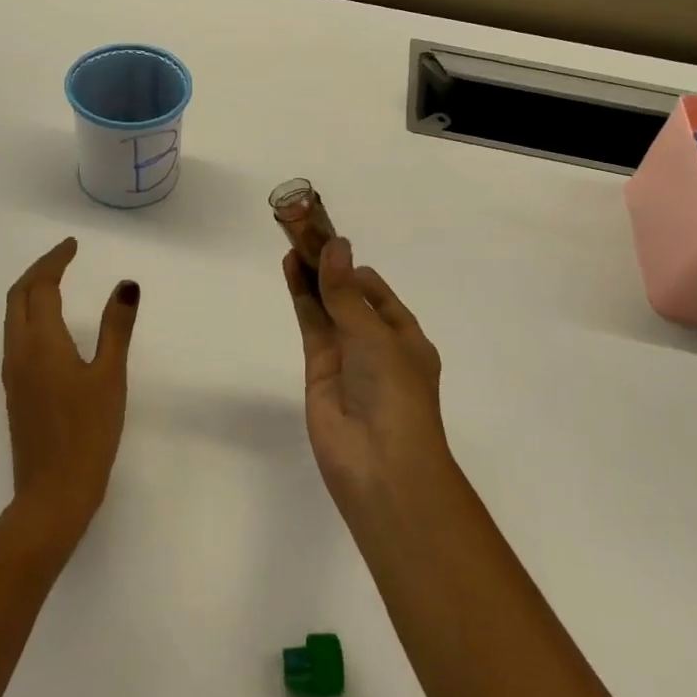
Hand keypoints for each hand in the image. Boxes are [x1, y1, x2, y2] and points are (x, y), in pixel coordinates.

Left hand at [1, 237, 138, 551]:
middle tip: (64, 256)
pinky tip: (50, 325)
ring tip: (57, 281)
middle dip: (38, 270)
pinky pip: (16, 336)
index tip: (73, 245)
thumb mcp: (110, 376)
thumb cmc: (87, 433)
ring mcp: (13, 373)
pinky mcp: (16, 391)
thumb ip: (116, 328)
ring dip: (31, 291)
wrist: (52, 495)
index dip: (55, 261)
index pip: (40, 287)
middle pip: (18, 296)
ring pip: (13, 317)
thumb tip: (126, 285)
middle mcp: (19, 351)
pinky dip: (30, 314)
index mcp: (41, 343)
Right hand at [285, 237, 448, 512]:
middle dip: (330, 268)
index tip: (329, 241)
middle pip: (348, 297)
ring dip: (312, 277)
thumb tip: (336, 245)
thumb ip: (346, 293)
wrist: (380, 463)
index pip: (377, 293)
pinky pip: (311, 325)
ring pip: (326, 307)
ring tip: (292, 242)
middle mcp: (376, 345)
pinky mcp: (319, 369)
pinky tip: (291, 269)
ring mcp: (346, 357)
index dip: (353, 268)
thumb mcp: (375, 336)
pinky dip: (301, 297)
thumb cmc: (395, 393)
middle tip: (304, 233)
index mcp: (406, 338)